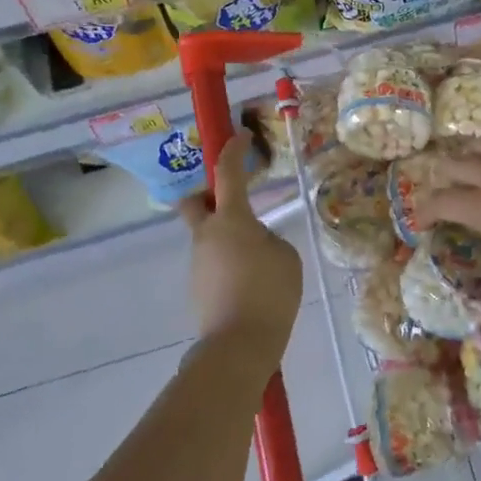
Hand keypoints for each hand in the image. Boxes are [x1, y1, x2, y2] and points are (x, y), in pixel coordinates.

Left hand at [179, 137, 302, 355]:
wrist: (239, 345)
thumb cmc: (270, 292)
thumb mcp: (285, 256)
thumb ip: (268, 239)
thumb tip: (254, 242)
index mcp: (231, 220)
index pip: (228, 173)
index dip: (234, 150)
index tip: (240, 134)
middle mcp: (206, 236)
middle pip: (194, 203)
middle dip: (207, 195)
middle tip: (231, 201)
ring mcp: (198, 263)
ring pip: (207, 237)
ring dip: (227, 238)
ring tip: (260, 263)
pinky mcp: (197, 289)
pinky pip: (213, 264)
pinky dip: (228, 264)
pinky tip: (251, 285)